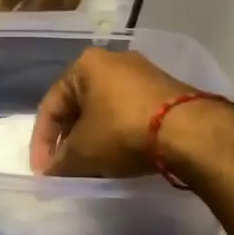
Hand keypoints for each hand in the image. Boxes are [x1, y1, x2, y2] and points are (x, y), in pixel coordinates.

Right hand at [32, 46, 200, 175]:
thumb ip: (60, 162)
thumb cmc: (123, 131)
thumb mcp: (83, 152)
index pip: (51, 105)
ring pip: (105, 108)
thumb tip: (50, 174)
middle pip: (79, 104)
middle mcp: (112, 60)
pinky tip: (121, 155)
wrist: (191, 131)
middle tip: (66, 167)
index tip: (44, 172)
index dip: (42, 142)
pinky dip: (119, 133)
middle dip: (69, 138)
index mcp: (85, 65)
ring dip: (94, 136)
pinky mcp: (166, 89)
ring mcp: (143, 73)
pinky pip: (130, 112)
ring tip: (92, 165)